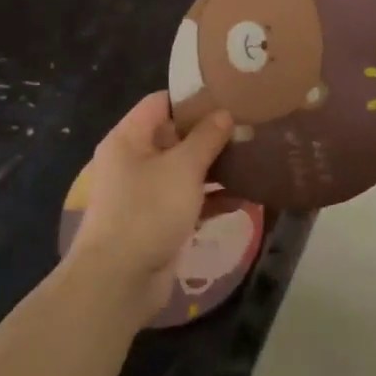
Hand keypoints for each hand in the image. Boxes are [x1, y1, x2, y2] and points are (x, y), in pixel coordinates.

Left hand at [66, 93, 233, 317]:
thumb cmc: (148, 211)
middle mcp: (134, 161)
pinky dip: (214, 197)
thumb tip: (224, 114)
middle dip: (212, 133)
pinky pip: (190, 200)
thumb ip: (206, 138)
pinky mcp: (159, 221)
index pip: (161, 102)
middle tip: (251, 125)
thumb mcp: (183, 167)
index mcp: (129, 139)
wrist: (120, 280)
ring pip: (186, 170)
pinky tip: (246, 196)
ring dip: (217, 166)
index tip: (230, 94)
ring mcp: (146, 193)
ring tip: (255, 156)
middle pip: (176, 136)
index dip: (194, 97)